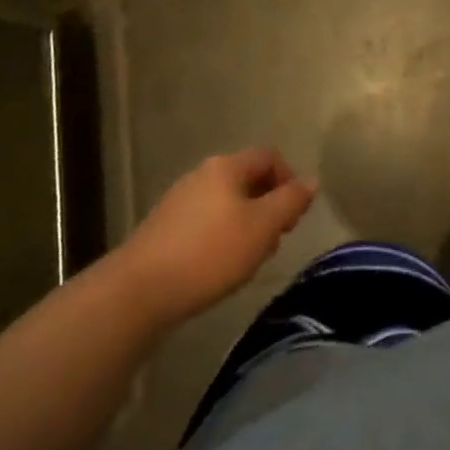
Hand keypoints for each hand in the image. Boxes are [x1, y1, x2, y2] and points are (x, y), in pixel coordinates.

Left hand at [120, 149, 316, 326]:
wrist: (137, 292)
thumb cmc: (209, 253)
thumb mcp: (262, 227)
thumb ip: (290, 201)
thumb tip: (311, 180)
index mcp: (226, 167)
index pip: (269, 156)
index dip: (289, 180)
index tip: (293, 217)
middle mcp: (202, 174)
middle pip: (247, 180)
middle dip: (268, 207)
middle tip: (273, 242)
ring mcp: (179, 201)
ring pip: (226, 204)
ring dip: (246, 226)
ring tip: (247, 261)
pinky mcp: (163, 229)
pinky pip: (205, 223)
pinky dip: (220, 238)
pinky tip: (217, 269)